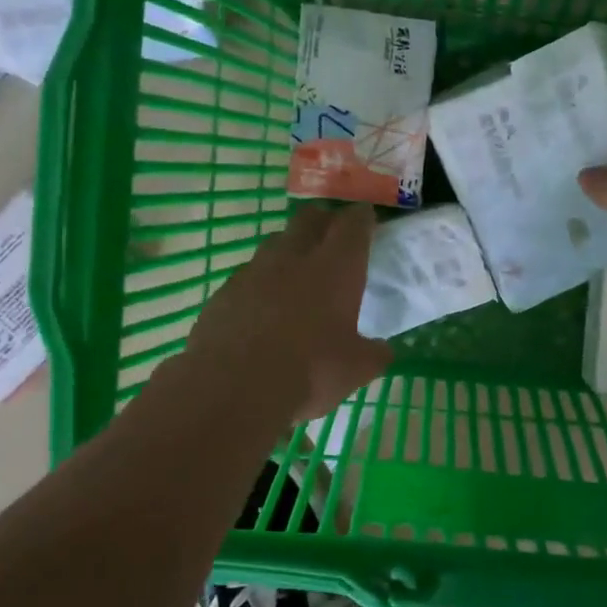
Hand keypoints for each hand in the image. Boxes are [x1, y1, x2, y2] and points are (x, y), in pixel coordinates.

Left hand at [180, 203, 393, 424]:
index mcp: (336, 268)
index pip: (353, 224)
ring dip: (290, 249)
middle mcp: (295, 257)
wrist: (232, 387)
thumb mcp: (356, 369)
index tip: (366, 219)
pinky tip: (264, 307)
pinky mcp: (224, 292)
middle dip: (324, 220)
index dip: (362, 218)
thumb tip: (382, 349)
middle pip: (310, 218)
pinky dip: (262, 282)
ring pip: (276, 243)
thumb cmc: (309, 371)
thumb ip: (374, 353)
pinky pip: (249, 275)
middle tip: (333, 235)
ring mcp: (254, 271)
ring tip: (298, 271)